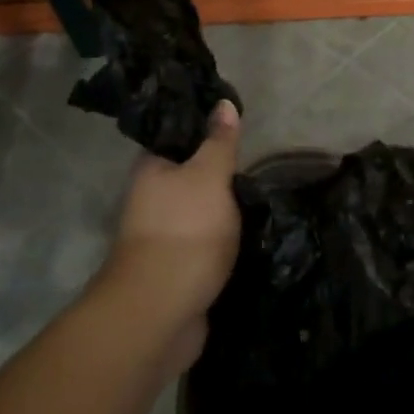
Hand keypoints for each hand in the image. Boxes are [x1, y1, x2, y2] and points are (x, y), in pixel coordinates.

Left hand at [98, 101, 242, 375]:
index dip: (206, 130)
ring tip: (263, 199)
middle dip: (221, 175)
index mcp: (150, 170)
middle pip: (190, 177)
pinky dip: (225, 242)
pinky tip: (252, 236)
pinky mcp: (178, 269)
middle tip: (259, 167)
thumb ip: (219, 142)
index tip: (239, 128)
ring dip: (225, 212)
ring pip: (200, 213)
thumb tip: (223, 103)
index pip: (178, 137)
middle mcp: (151, 200)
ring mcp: (163, 237)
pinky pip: (205, 246)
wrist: (163, 310)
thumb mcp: (209, 176)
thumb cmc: (186, 230)